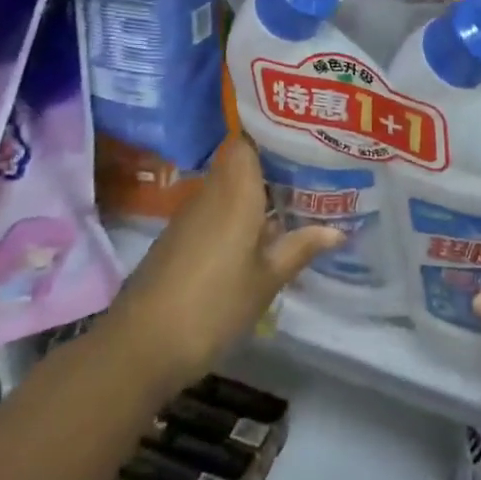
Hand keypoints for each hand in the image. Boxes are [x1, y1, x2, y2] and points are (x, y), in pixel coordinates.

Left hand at [106, 137, 341, 392]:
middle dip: (274, 164)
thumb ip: (300, 248)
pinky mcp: (181, 238)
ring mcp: (192, 216)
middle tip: (314, 169)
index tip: (304, 137)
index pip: (247, 140)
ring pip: (230, 186)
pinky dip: (240, 213)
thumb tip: (339, 229)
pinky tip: (263, 232)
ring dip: (258, 191)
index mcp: (235, 191)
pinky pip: (217, 209)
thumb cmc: (214, 305)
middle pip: (241, 162)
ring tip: (299, 197)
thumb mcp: (267, 280)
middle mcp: (211, 193)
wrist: (141, 346)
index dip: (272, 134)